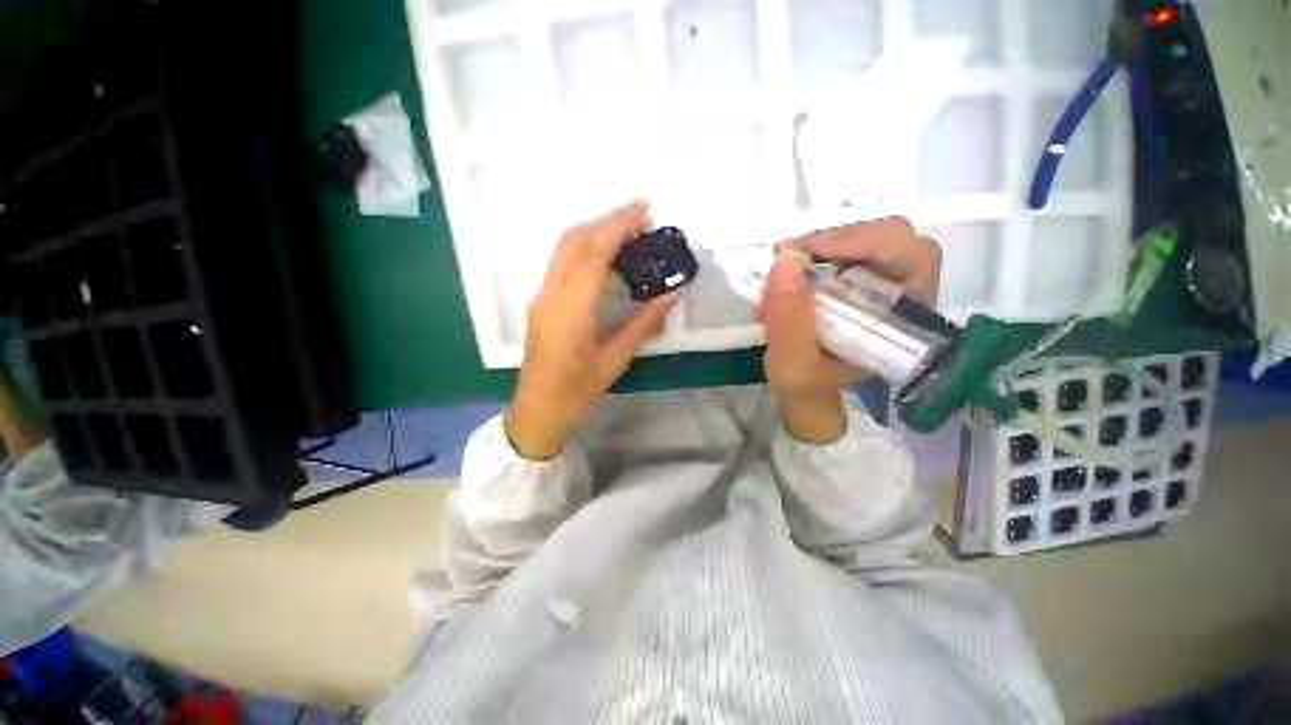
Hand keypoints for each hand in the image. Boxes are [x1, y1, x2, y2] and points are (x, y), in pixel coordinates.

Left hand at [504, 201, 678, 459]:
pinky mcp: (540, 301)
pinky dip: (584, 247)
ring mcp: (540, 296)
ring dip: (594, 230)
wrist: (538, 411)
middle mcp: (550, 294)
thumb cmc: (578, 392)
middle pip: (573, 239)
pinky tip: (605, 253)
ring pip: (563, 247)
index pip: (594, 253)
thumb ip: (644, 323)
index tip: (644, 210)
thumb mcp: (615, 359)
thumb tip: (671, 295)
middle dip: (606, 219)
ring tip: (627, 229)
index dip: (619, 227)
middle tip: (640, 214)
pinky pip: (561, 262)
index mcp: (570, 310)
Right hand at [761, 216, 940, 443]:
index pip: (914, 257)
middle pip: (889, 238)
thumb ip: (789, 320)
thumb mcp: (792, 363)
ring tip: (782, 270)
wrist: (804, 389)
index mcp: (904, 320)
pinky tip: (787, 275)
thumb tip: (786, 259)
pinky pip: (839, 250)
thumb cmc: (806, 384)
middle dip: (835, 241)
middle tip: (789, 254)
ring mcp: (878, 282)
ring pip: (861, 240)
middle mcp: (901, 295)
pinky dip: (810, 256)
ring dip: (817, 249)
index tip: (813, 250)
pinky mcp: (856, 278)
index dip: (868, 241)